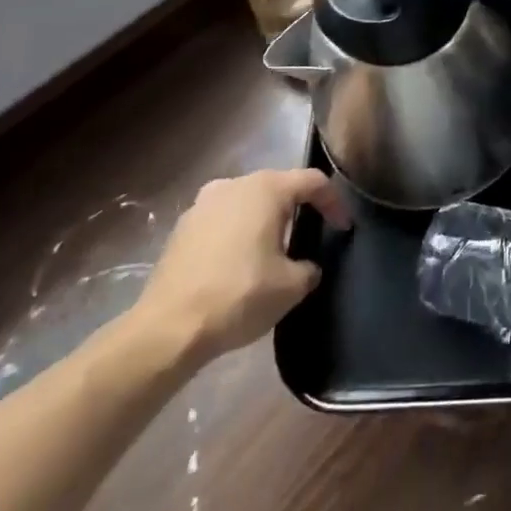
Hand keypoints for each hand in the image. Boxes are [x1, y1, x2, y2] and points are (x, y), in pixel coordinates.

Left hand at [130, 170, 351, 366]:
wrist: (167, 329)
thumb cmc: (239, 295)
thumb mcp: (292, 286)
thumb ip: (309, 267)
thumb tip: (306, 266)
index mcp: (266, 189)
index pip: (313, 181)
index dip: (334, 203)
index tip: (343, 228)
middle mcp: (234, 185)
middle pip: (278, 186)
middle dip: (299, 207)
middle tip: (311, 233)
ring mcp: (202, 204)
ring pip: (247, 202)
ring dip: (265, 219)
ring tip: (274, 249)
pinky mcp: (182, 228)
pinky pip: (223, 220)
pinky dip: (238, 233)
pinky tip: (240, 262)